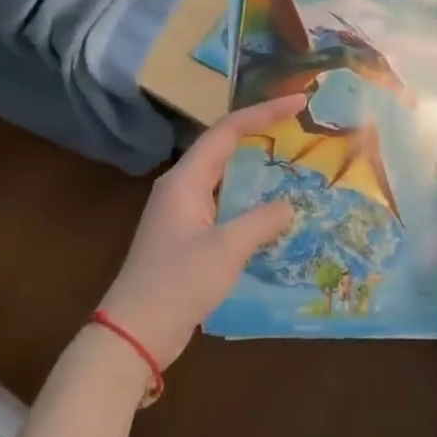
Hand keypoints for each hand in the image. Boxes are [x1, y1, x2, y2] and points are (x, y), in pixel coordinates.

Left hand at [93, 96, 302, 369]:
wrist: (135, 333)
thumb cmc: (178, 283)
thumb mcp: (227, 248)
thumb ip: (262, 221)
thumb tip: (288, 206)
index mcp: (186, 180)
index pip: (228, 131)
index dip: (264, 113)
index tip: (298, 103)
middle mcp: (182, 188)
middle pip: (225, 148)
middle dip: (262, 134)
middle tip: (300, 129)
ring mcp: (183, 213)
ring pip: (226, 178)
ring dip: (258, 169)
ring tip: (294, 165)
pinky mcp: (188, 237)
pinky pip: (225, 204)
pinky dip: (251, 200)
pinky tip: (274, 213)